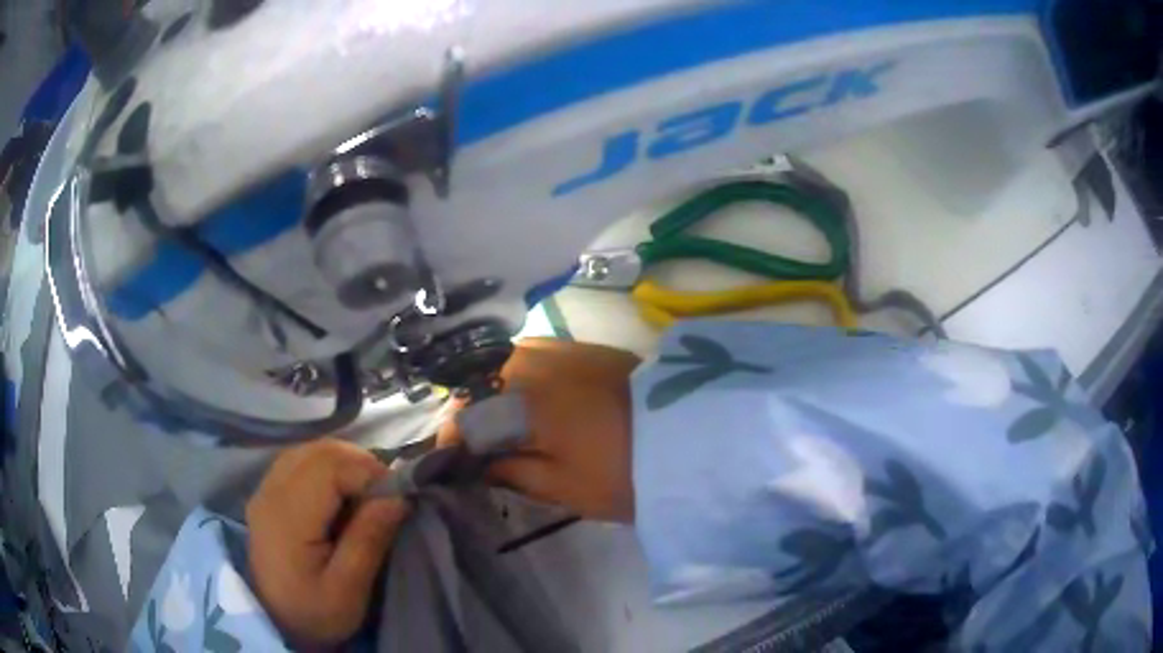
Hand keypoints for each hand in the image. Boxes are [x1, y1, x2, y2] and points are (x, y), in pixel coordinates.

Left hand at [246, 439, 408, 648]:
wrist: (277, 621)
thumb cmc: (314, 612)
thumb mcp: (349, 589)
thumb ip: (369, 540)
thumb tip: (398, 496)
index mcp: (287, 515)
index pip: (329, 466)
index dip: (368, 473)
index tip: (395, 500)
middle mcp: (270, 491)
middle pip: (319, 451)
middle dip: (360, 464)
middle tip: (385, 497)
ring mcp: (265, 489)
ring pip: (310, 451)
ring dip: (345, 465)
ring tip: (366, 496)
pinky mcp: (268, 493)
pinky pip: (301, 462)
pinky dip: (328, 469)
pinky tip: (341, 495)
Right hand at [440, 339, 638, 522]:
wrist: (694, 438)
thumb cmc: (624, 472)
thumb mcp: (562, 485)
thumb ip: (510, 470)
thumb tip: (475, 463)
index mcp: (526, 396)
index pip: (469, 413)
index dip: (454, 439)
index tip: (450, 461)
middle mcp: (537, 360)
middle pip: (483, 380)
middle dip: (472, 411)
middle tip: (476, 446)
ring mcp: (564, 348)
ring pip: (508, 364)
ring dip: (496, 393)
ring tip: (502, 427)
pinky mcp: (586, 349)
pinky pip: (536, 358)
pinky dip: (523, 380)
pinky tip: (531, 404)